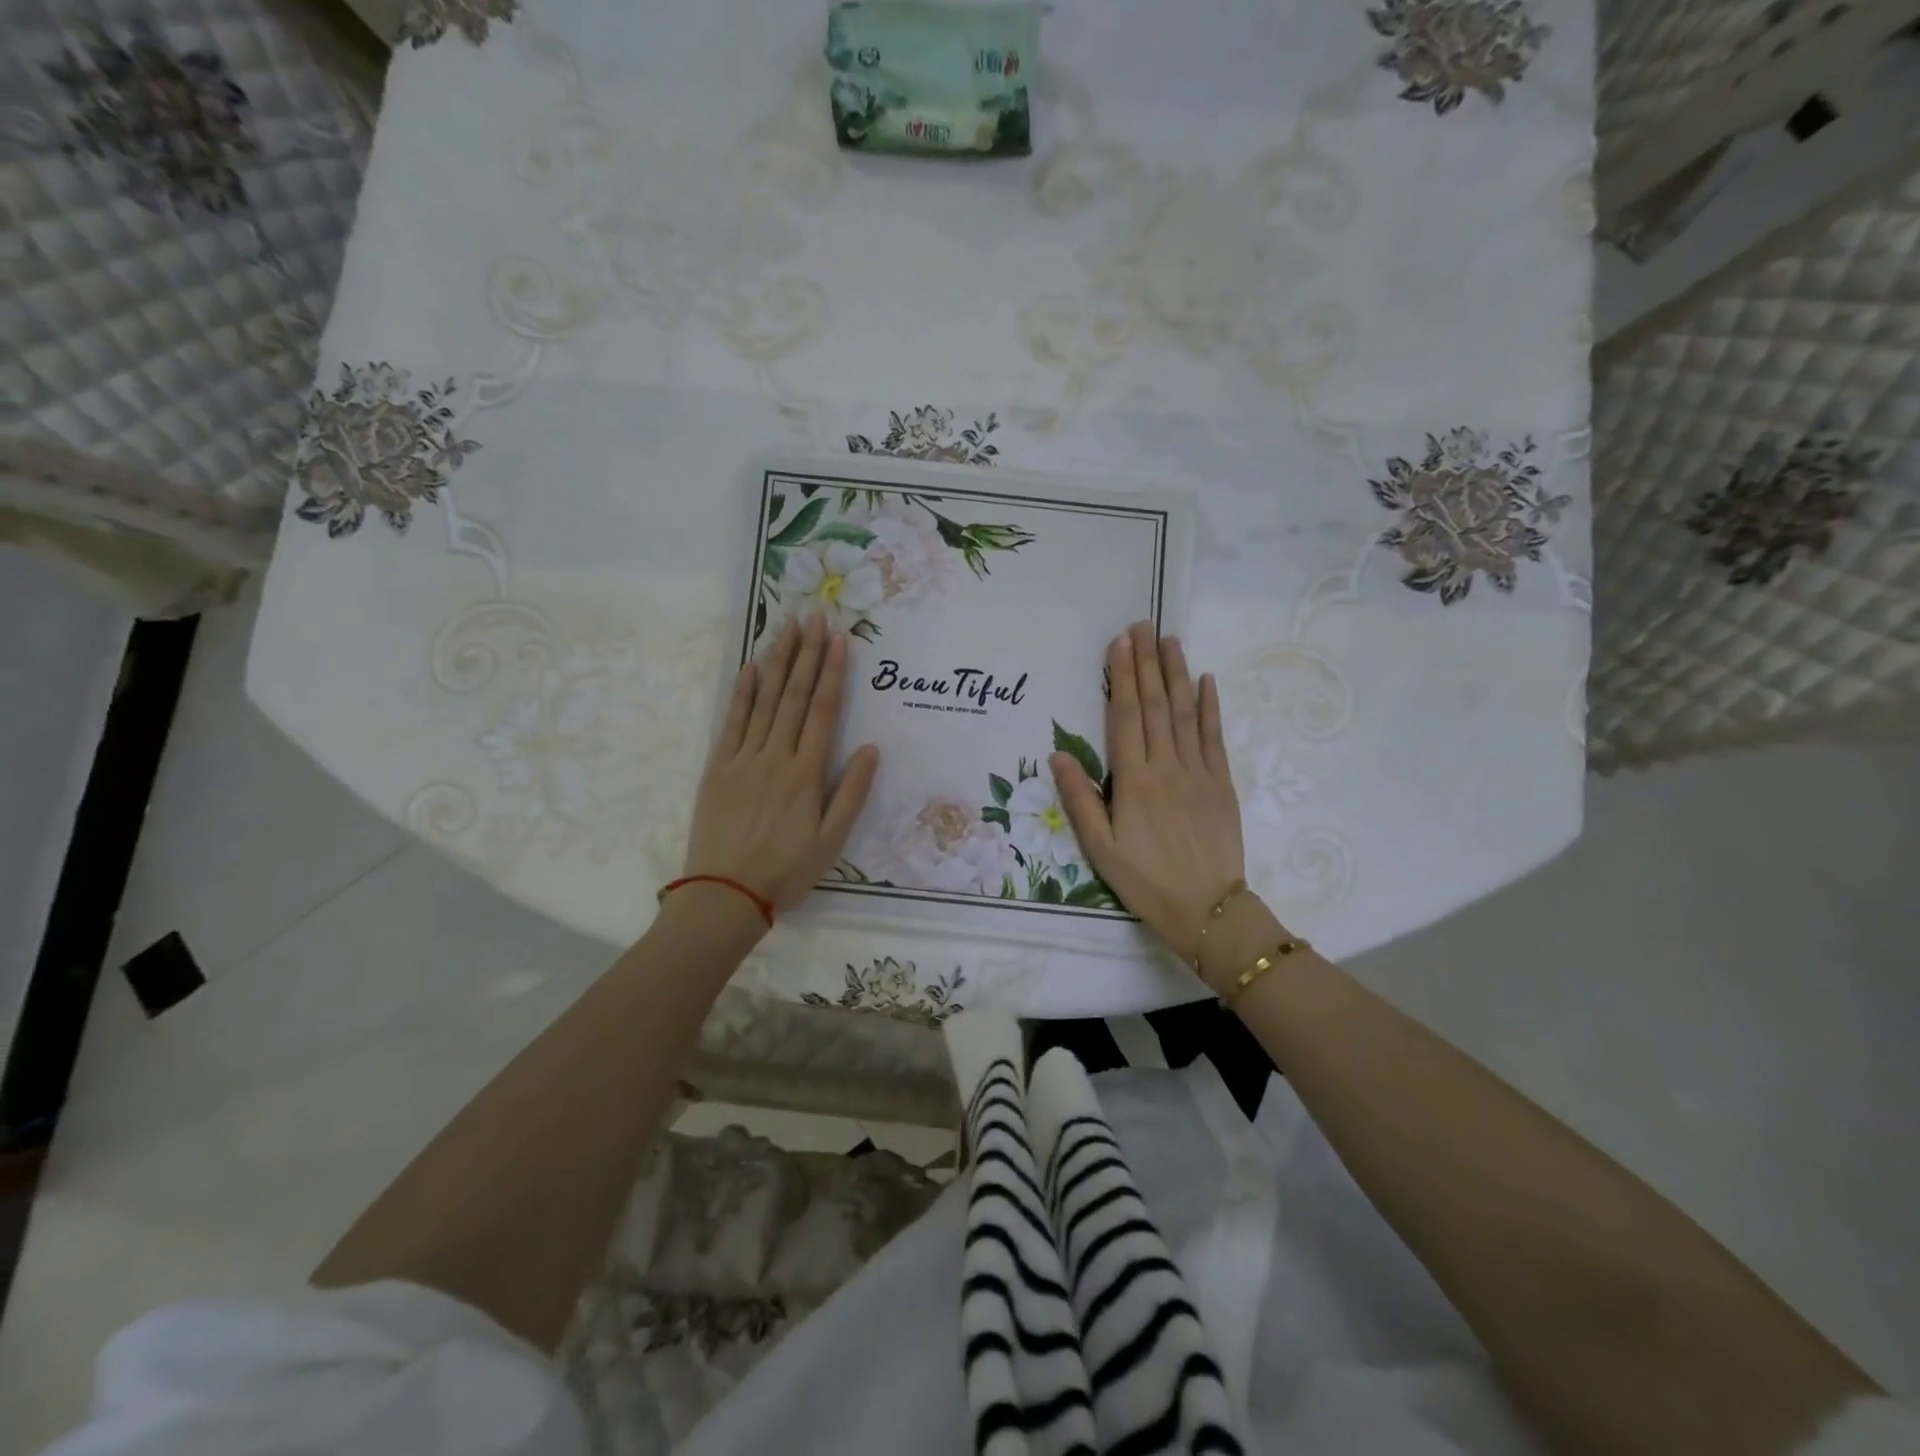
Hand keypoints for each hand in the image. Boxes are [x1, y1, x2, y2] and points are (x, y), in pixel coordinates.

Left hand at [682, 614, 879, 916]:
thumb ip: (852, 793)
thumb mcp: (831, 841)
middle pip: (794, 696)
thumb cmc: (786, 871)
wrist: (724, 895)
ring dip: (778, 662)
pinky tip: (752, 667)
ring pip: (764, 701)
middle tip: (815, 616)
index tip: (839, 639)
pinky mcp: (717, 768)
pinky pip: (732, 721)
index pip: (823, 711)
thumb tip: (870, 748)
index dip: (833, 672)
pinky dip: (743, 692)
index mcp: (806, 774)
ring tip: (787, 628)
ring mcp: (743, 759)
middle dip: (807, 654)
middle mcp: (775, 757)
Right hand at [1050, 622, 1245, 967]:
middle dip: (1146, 663)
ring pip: (1184, 712)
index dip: (1121, 677)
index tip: (1119, 643)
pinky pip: (1214, 737)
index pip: (1124, 716)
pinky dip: (1210, 706)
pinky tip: (1206, 681)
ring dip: (1176, 673)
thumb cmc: (1145, 881)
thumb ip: (1080, 800)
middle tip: (1141, 625)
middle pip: (1154, 705)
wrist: (1207, 909)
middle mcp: (1167, 766)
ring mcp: (1198, 772)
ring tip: (1169, 639)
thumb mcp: (1101, 849)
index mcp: (1134, 781)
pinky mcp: (1222, 783)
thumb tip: (1057, 755)